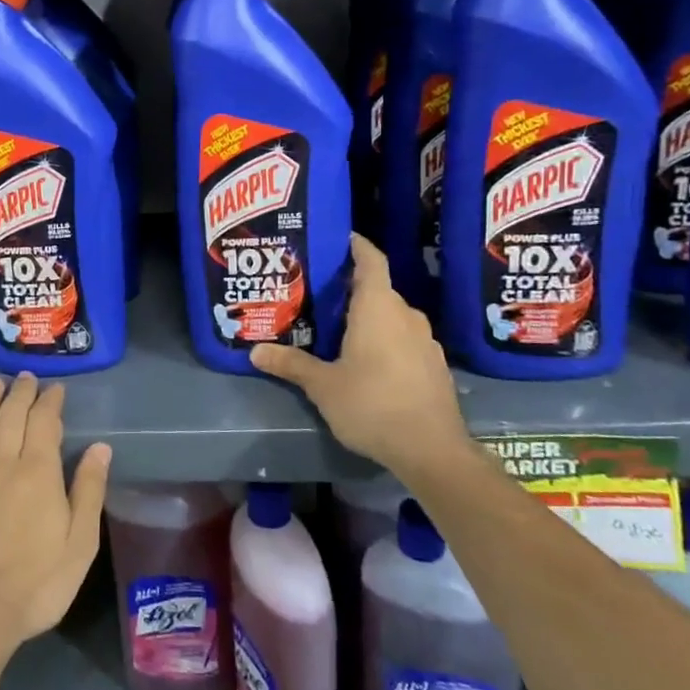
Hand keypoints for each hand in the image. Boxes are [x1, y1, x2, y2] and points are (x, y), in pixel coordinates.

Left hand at [0, 374, 110, 672]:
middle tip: (26, 378)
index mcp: (38, 471)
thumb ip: (89, 492)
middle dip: (21, 391)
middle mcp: (1, 459)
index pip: (45, 420)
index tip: (56, 389)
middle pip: (11, 412)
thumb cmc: (33, 586)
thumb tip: (100, 447)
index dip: (51, 401)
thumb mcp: (79, 546)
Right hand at [252, 233, 470, 475]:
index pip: (371, 261)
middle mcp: (406, 316)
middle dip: (352, 289)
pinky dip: (386, 340)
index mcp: (378, 308)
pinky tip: (369, 362)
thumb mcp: (322, 386)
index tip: (342, 238)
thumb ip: (291, 364)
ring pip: (393, 317)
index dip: (357, 246)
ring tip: (340, 328)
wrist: (431, 450)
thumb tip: (254, 352)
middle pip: (379, 290)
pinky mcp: (435, 366)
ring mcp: (426, 342)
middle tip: (321, 294)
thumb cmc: (372, 404)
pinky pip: (405, 340)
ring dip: (370, 317)